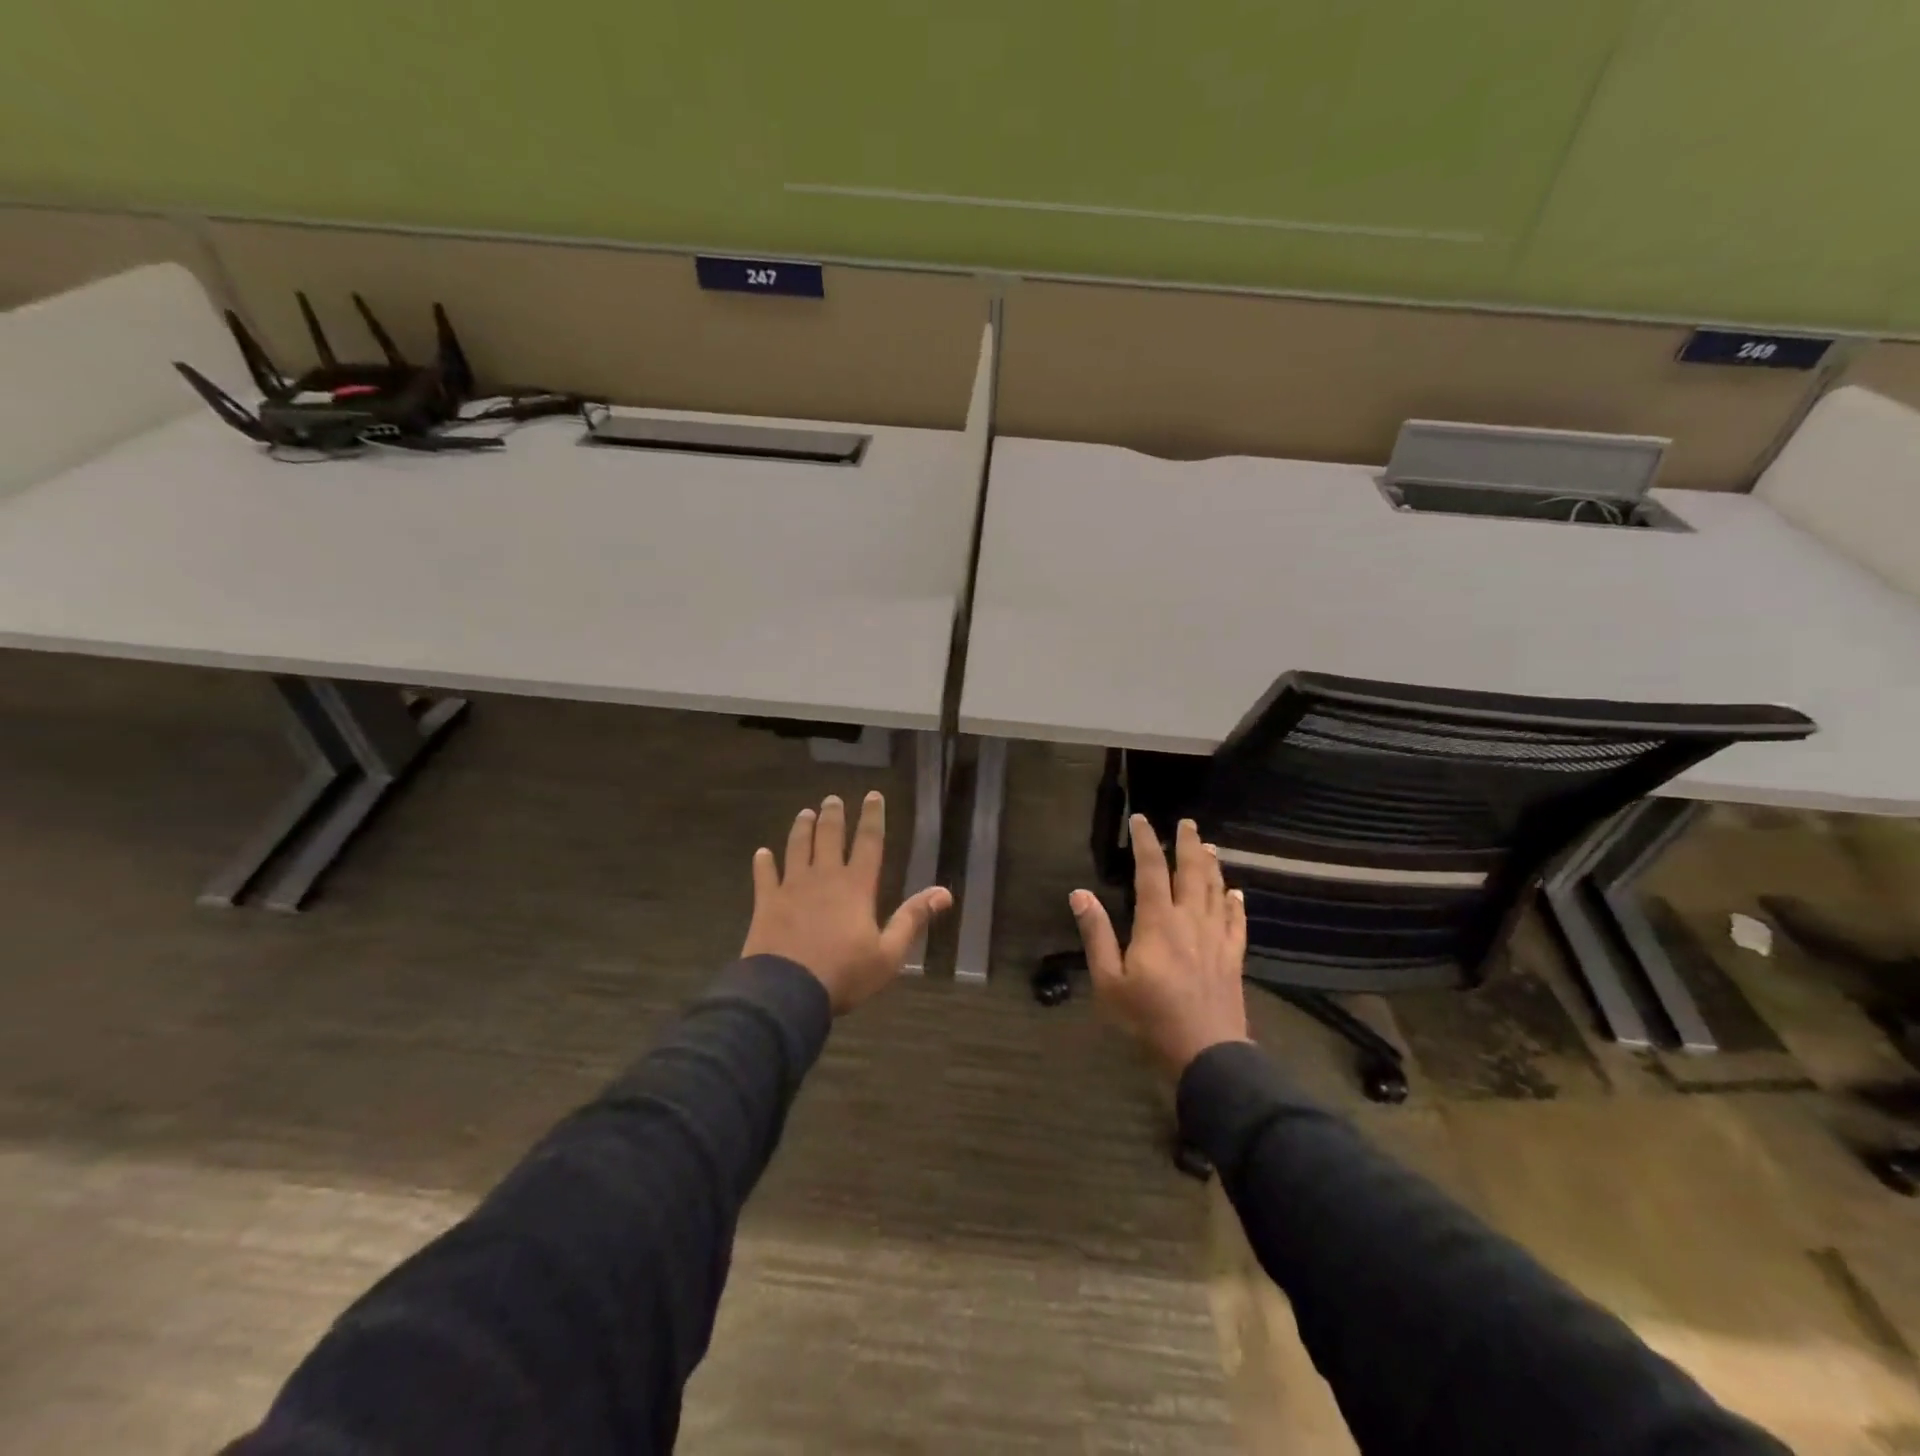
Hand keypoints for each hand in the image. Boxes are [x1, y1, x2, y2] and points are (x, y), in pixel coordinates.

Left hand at [741, 791, 952, 1013]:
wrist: (786, 992)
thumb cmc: (844, 974)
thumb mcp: (888, 954)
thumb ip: (913, 919)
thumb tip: (944, 893)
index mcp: (856, 886)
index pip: (868, 842)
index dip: (872, 817)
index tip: (872, 795)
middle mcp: (824, 877)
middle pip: (829, 836)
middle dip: (833, 815)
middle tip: (832, 799)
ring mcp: (792, 887)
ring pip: (797, 847)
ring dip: (801, 828)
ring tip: (804, 813)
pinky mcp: (766, 902)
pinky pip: (764, 876)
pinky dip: (763, 863)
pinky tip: (761, 853)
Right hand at [1071, 816, 1249, 1075]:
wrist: (1206, 1055)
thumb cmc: (1149, 1018)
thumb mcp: (1109, 981)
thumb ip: (1096, 935)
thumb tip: (1079, 894)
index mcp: (1158, 922)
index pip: (1151, 870)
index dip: (1146, 842)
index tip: (1140, 819)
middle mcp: (1191, 921)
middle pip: (1192, 872)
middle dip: (1187, 844)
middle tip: (1187, 822)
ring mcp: (1216, 938)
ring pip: (1217, 891)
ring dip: (1212, 866)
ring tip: (1208, 846)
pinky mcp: (1233, 958)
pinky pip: (1238, 922)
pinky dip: (1236, 904)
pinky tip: (1237, 894)